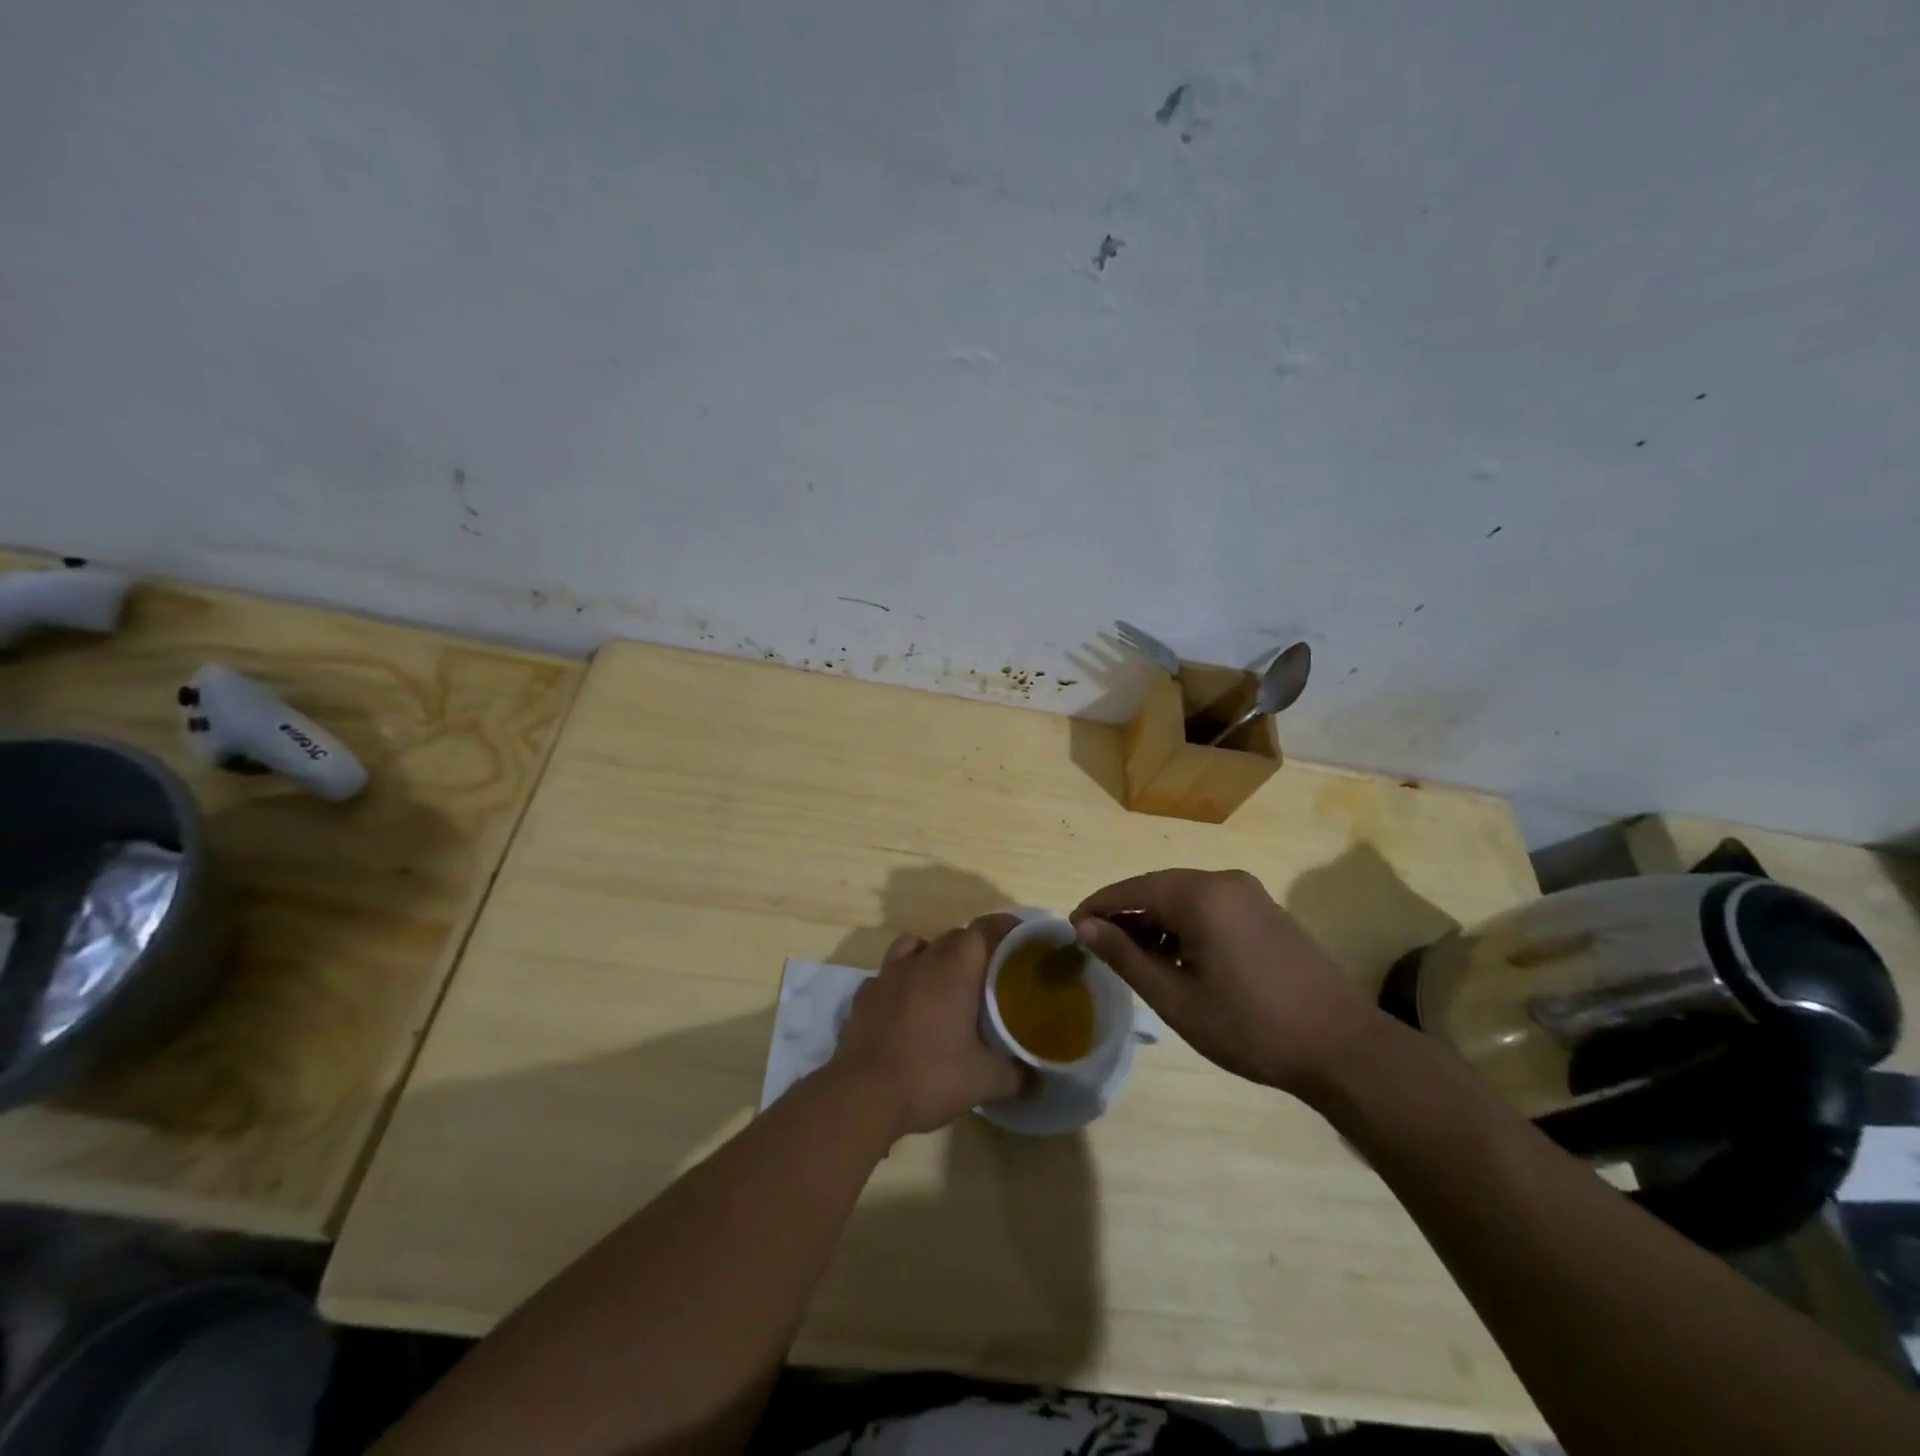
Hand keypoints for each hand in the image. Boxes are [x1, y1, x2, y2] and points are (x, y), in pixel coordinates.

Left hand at [831, 917, 1025, 1136]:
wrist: (862, 1095)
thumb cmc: (930, 1077)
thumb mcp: (985, 1081)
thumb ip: (1016, 1075)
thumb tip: (1038, 1079)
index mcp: (954, 968)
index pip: (984, 929)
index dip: (1004, 928)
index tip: (1020, 939)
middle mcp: (921, 960)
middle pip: (953, 937)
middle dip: (974, 950)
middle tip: (990, 976)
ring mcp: (886, 975)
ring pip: (914, 947)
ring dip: (932, 957)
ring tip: (943, 985)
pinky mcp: (862, 996)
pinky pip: (886, 976)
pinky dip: (899, 983)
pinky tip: (905, 1008)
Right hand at [1072, 869, 1385, 1099]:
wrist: (1343, 1048)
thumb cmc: (1250, 1026)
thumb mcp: (1176, 998)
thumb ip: (1126, 956)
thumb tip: (1085, 926)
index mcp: (1200, 895)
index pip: (1132, 890)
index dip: (1098, 907)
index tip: (1071, 929)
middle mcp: (1224, 881)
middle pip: (1158, 888)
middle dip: (1126, 914)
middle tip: (1098, 946)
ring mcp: (1250, 894)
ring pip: (1184, 897)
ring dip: (1155, 921)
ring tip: (1135, 958)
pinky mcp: (1267, 911)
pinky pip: (1210, 906)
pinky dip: (1184, 925)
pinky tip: (1178, 957)